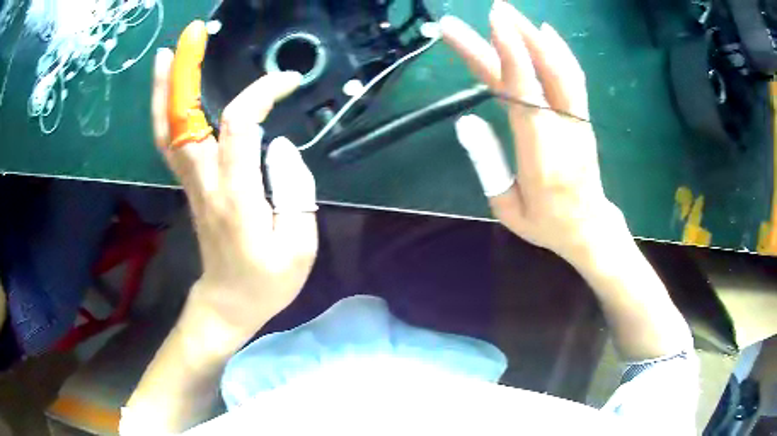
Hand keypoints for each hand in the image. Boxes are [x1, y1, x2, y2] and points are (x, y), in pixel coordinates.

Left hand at [153, 21, 317, 348]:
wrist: (228, 304)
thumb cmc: (267, 282)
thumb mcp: (300, 247)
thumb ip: (295, 191)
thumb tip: (280, 145)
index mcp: (236, 196)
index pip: (241, 126)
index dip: (261, 93)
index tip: (286, 80)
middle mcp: (205, 182)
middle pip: (183, 121)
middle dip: (184, 74)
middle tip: (191, 36)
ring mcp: (191, 184)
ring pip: (168, 131)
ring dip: (165, 90)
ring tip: (167, 54)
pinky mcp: (189, 186)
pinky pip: (170, 144)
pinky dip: (165, 113)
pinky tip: (169, 93)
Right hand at [442, 2, 625, 263]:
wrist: (589, 228)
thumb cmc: (546, 223)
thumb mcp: (508, 209)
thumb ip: (488, 164)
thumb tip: (467, 120)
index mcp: (540, 155)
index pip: (525, 94)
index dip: (510, 55)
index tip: (493, 23)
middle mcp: (562, 129)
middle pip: (541, 73)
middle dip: (515, 36)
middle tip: (492, 9)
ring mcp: (576, 120)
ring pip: (560, 68)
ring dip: (534, 36)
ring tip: (510, 14)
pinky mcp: (581, 117)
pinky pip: (571, 77)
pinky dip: (557, 50)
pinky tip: (543, 32)